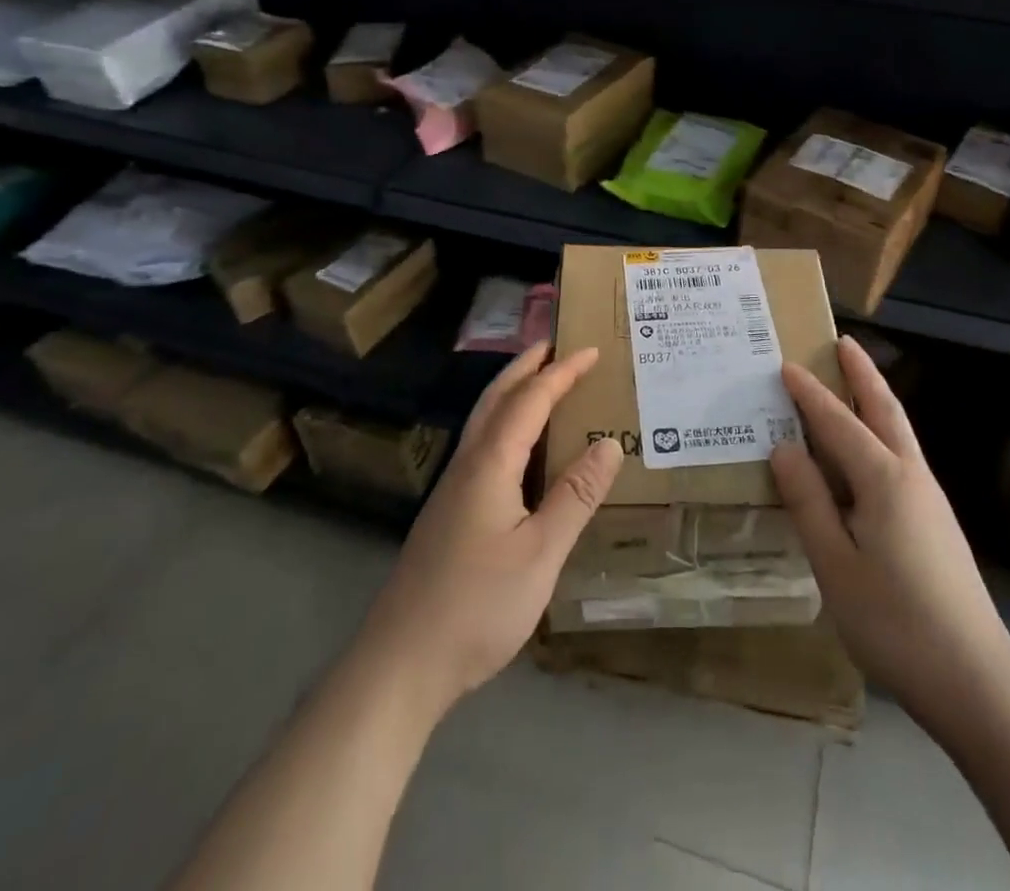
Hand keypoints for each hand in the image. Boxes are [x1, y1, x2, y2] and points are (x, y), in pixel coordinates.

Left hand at [352, 342, 623, 720]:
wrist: (400, 664)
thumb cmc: (477, 606)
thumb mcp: (540, 554)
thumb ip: (575, 497)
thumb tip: (610, 444)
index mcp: (490, 464)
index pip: (530, 400)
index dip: (562, 372)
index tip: (591, 350)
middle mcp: (467, 465)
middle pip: (496, 399)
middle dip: (526, 366)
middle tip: (556, 345)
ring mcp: (452, 490)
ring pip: (483, 421)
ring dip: (512, 391)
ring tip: (540, 381)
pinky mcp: (448, 513)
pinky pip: (482, 446)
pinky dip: (505, 422)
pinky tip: (517, 448)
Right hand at [771, 336, 1009, 740]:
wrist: (975, 681)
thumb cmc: (895, 622)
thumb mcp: (835, 564)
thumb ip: (809, 501)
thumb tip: (784, 447)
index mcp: (884, 480)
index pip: (838, 422)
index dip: (809, 394)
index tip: (785, 364)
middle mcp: (911, 476)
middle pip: (884, 410)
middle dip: (863, 374)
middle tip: (844, 342)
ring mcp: (930, 499)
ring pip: (899, 432)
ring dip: (875, 399)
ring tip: (854, 381)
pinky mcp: (936, 523)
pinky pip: (902, 457)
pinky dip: (882, 433)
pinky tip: (868, 453)